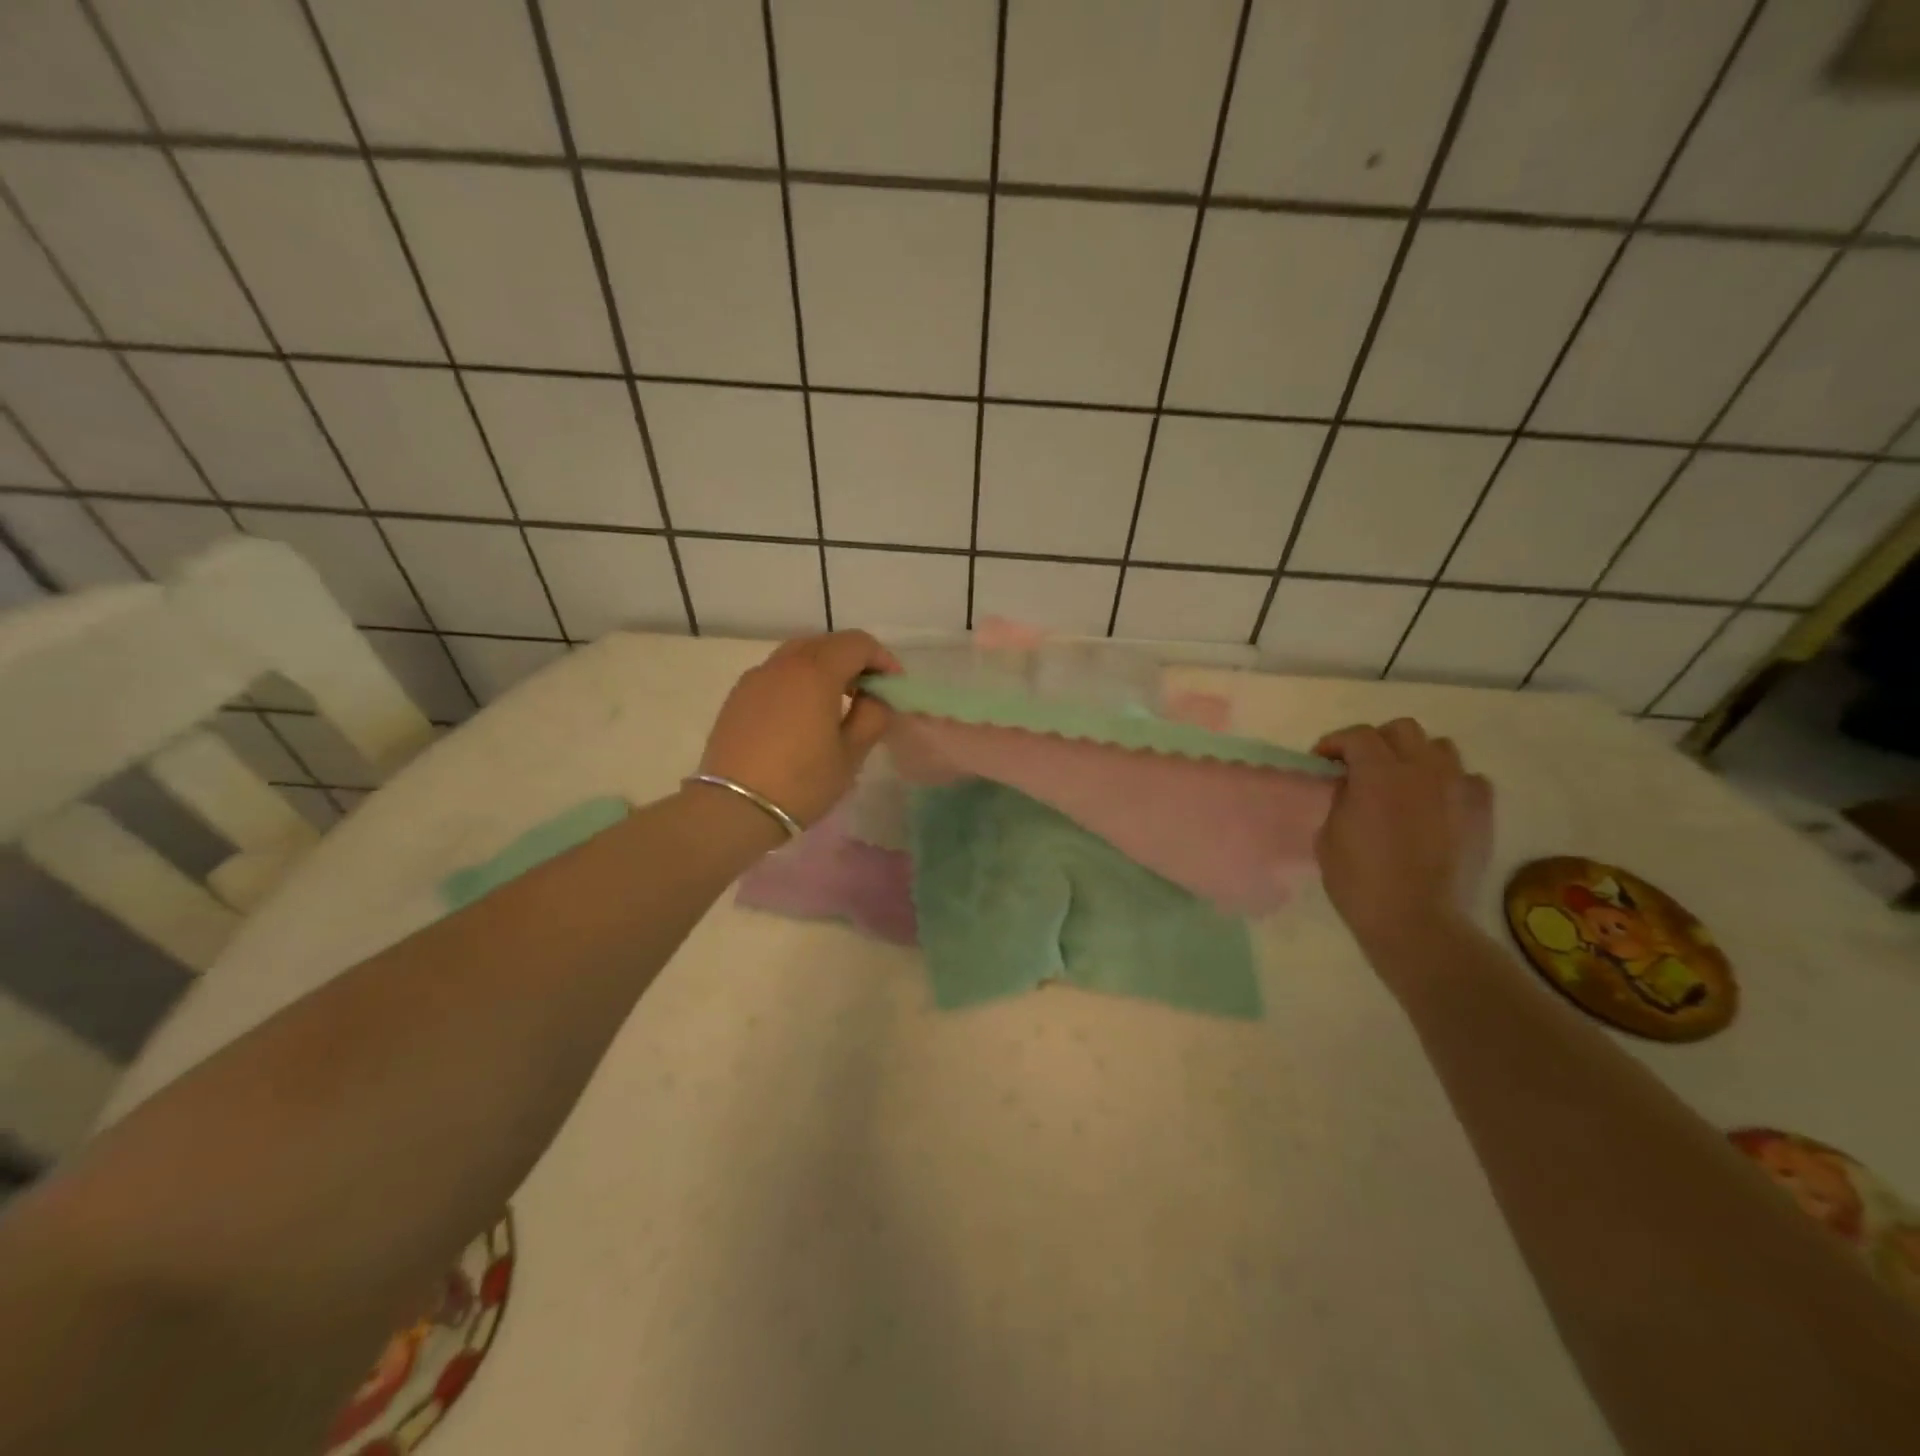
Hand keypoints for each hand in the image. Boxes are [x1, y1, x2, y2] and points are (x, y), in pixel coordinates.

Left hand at [699, 631, 900, 827]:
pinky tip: (802, 714)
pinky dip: (797, 680)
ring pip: (798, 654)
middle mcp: (784, 664)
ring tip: (836, 702)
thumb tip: (874, 698)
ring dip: (824, 667)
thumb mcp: (851, 754)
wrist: (734, 808)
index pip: (857, 644)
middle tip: (868, 692)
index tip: (892, 687)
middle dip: (854, 660)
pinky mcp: (738, 695)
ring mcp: (756, 677)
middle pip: (827, 643)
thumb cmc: (802, 782)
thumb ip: (872, 716)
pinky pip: (776, 673)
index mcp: (816, 672)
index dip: (883, 659)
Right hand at [1312, 719, 1492, 955]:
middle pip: (1402, 730)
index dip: (1334, 742)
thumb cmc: (1360, 881)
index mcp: (1378, 774)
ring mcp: (1458, 789)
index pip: (1357, 736)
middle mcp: (1422, 770)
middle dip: (1377, 741)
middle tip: (1361, 767)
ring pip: (1440, 748)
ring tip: (1403, 782)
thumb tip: (1352, 786)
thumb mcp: (1328, 834)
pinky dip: (1450, 784)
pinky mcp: (1482, 812)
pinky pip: (1469, 780)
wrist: (1417, 921)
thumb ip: (1342, 798)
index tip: (1322, 760)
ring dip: (1416, 757)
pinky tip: (1437, 804)